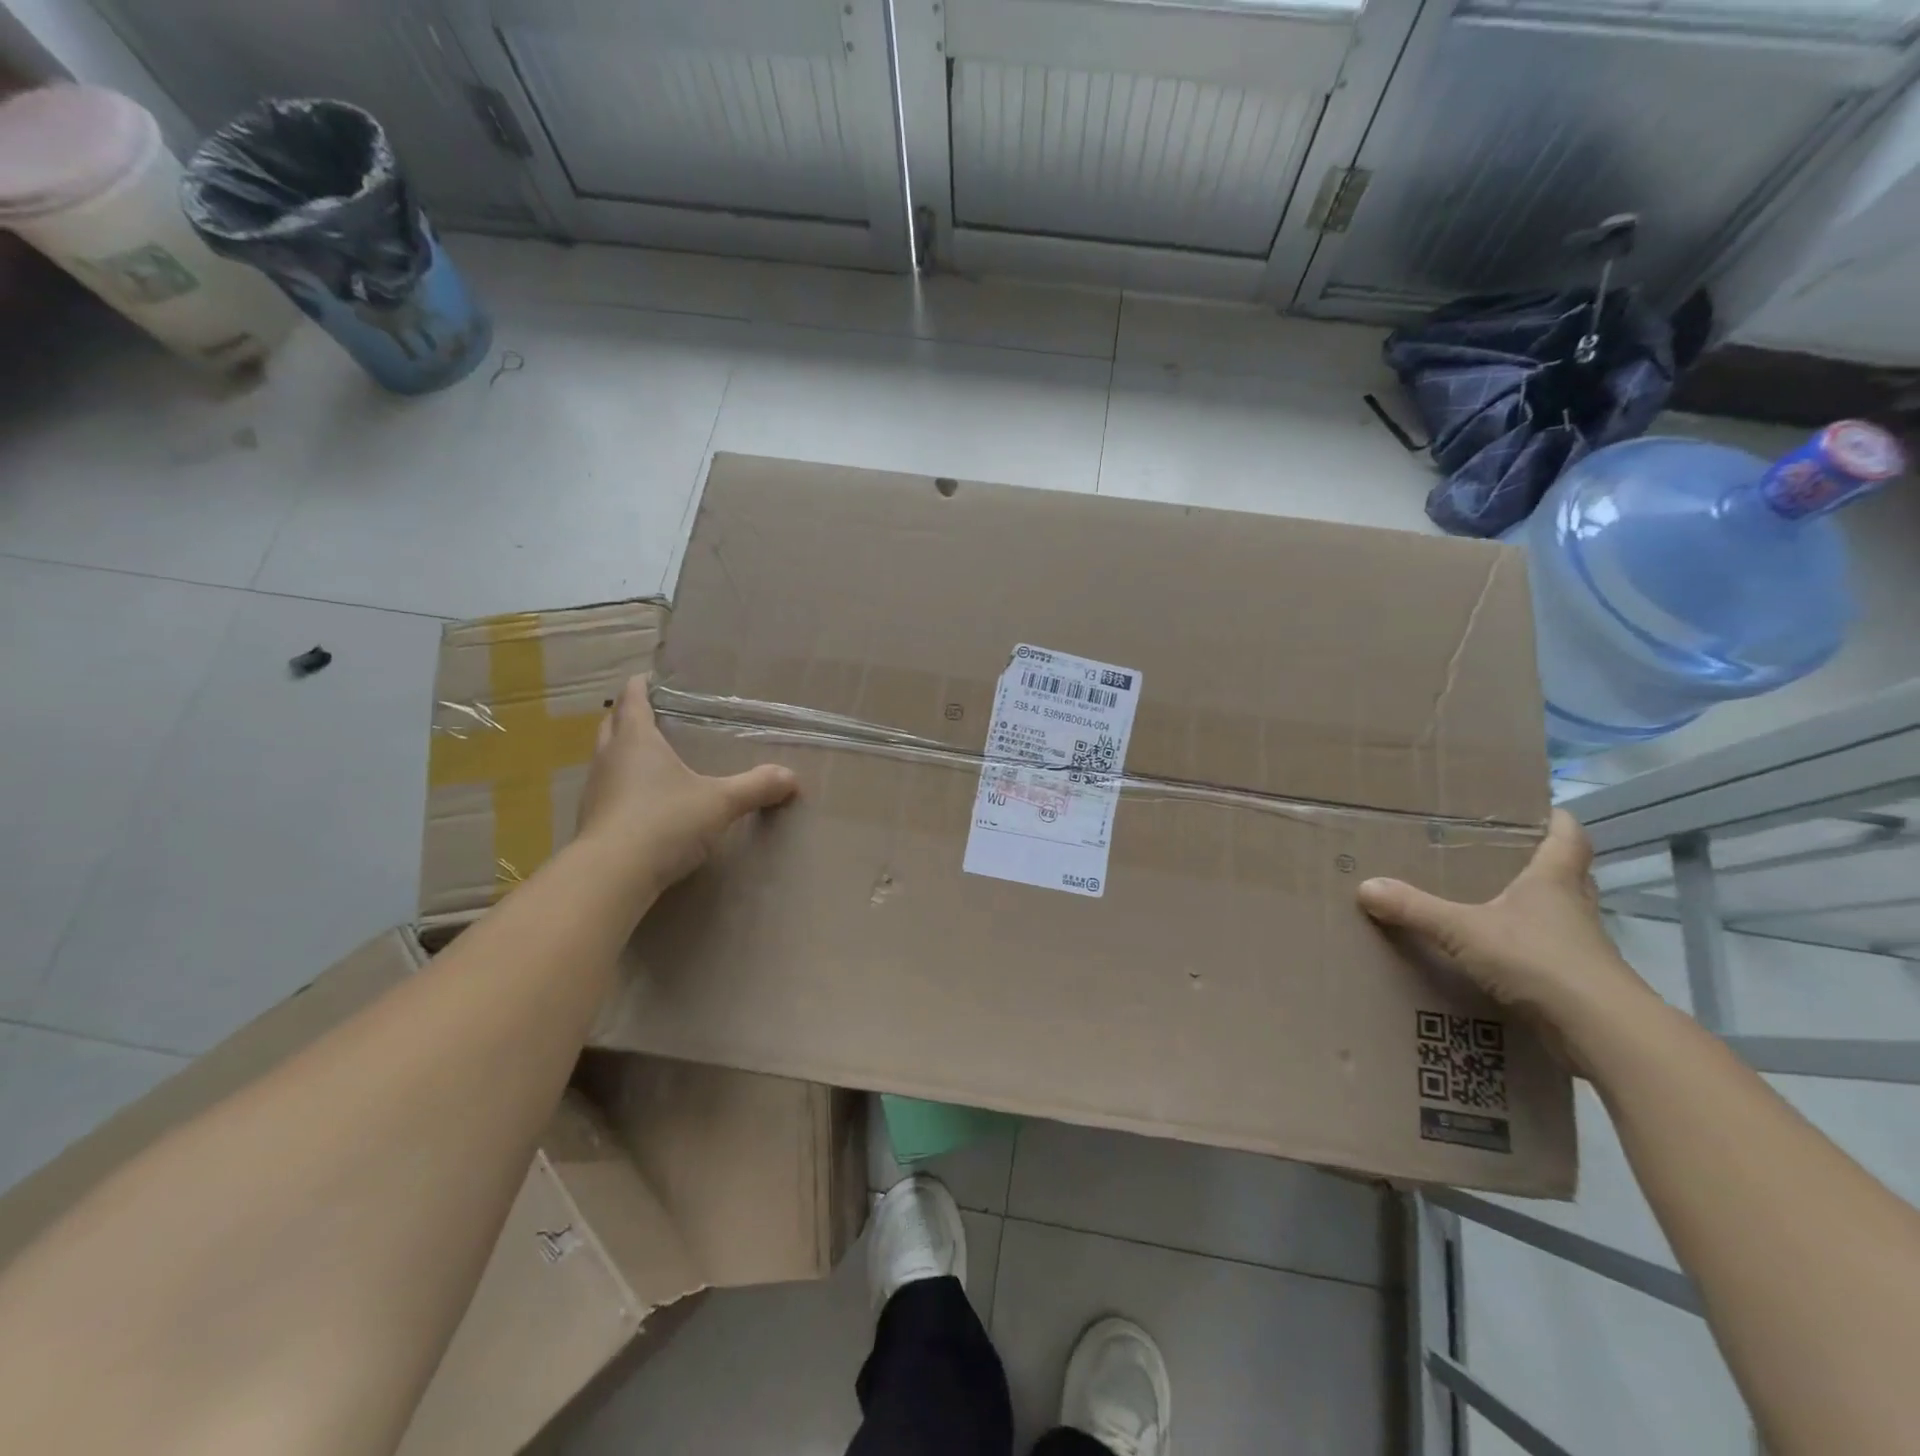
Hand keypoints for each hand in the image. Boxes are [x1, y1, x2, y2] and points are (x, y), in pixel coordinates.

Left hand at [576, 676, 798, 892]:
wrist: (612, 876)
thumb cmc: (665, 821)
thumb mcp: (720, 803)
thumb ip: (756, 787)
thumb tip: (792, 778)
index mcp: (635, 739)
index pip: (631, 698)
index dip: (641, 685)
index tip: (651, 678)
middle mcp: (609, 757)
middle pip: (612, 724)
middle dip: (629, 715)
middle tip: (654, 714)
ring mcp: (595, 790)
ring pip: (606, 757)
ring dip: (623, 751)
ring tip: (651, 755)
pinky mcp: (592, 820)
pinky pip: (608, 789)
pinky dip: (623, 784)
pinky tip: (644, 800)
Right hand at [1356, 809, 1654, 1043]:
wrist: (1601, 1031)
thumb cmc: (1538, 960)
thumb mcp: (1464, 930)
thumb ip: (1415, 909)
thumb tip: (1366, 887)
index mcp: (1553, 882)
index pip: (1568, 838)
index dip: (1557, 821)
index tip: (1544, 809)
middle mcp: (1573, 908)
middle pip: (1569, 875)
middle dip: (1543, 864)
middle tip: (1505, 857)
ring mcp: (1580, 948)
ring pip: (1561, 917)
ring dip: (1536, 911)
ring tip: (1493, 907)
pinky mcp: (1579, 984)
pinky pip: (1551, 957)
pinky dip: (1529, 953)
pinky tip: (1498, 960)